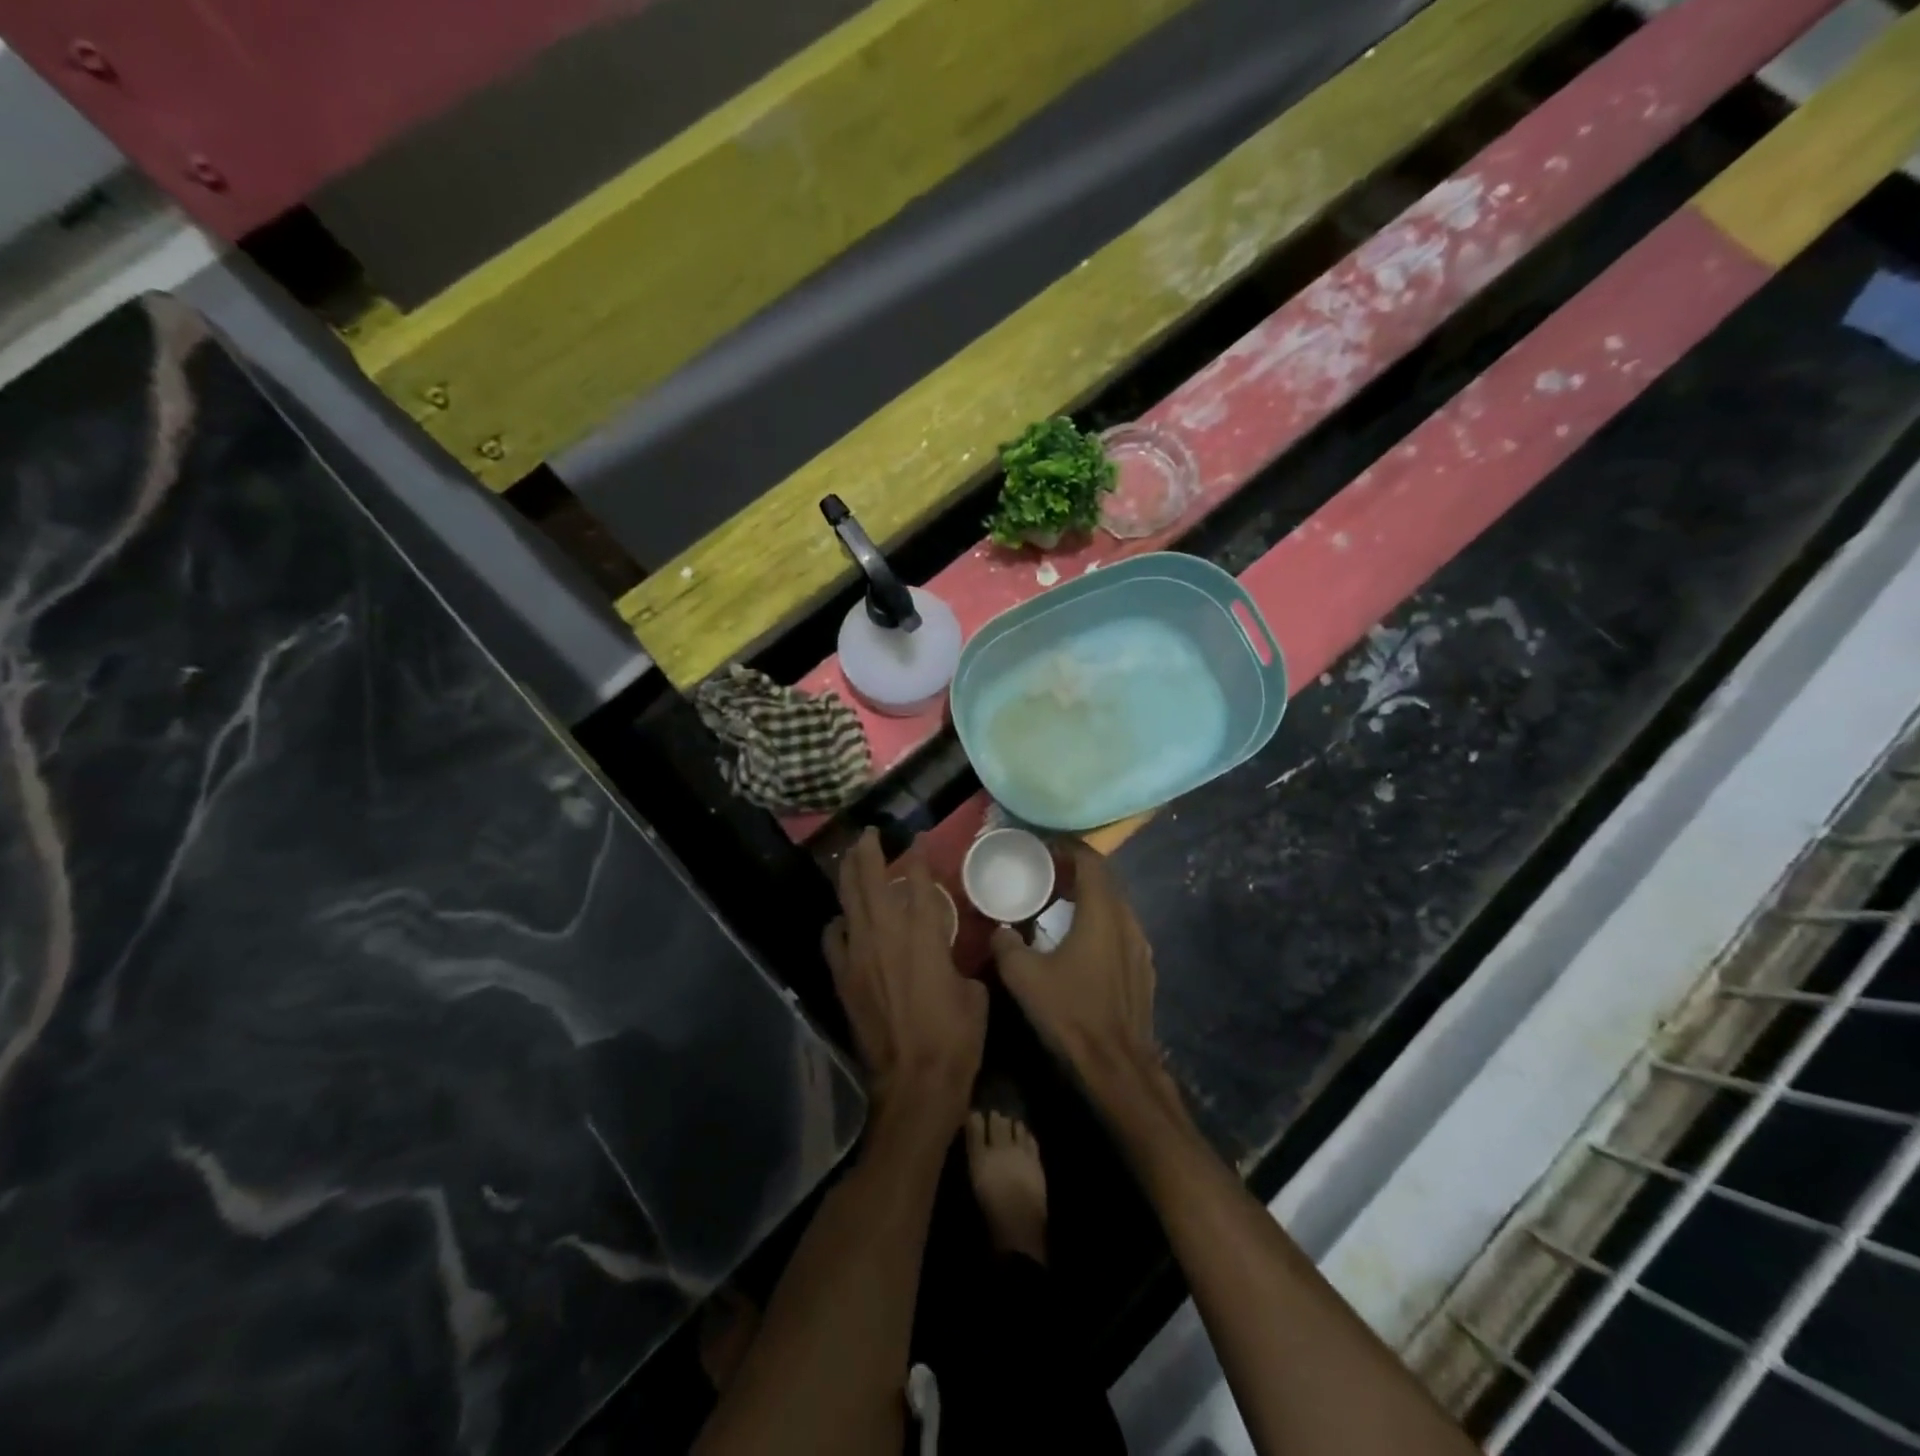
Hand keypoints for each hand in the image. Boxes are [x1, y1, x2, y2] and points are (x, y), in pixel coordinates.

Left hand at [823, 830, 986, 1131]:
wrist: (914, 1083)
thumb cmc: (955, 1037)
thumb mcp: (973, 991)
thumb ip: (959, 960)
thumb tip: (952, 951)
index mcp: (922, 935)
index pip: (916, 881)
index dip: (917, 856)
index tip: (918, 838)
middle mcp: (885, 935)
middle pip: (869, 881)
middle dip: (869, 852)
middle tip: (870, 834)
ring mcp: (859, 956)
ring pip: (848, 903)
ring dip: (849, 877)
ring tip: (851, 860)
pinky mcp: (844, 979)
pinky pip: (834, 940)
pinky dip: (839, 923)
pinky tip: (844, 920)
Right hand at [990, 843, 1165, 1107]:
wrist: (1117, 1065)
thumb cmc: (1071, 1012)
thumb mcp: (1024, 976)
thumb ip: (1007, 944)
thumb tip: (1001, 929)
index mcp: (1102, 912)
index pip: (1091, 861)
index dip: (1069, 848)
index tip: (1045, 846)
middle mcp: (1127, 920)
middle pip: (1105, 879)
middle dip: (1077, 869)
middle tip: (1047, 871)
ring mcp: (1141, 945)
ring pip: (1115, 904)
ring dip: (1090, 896)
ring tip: (1060, 902)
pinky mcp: (1144, 968)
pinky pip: (1121, 928)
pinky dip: (1100, 920)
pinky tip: (1080, 940)